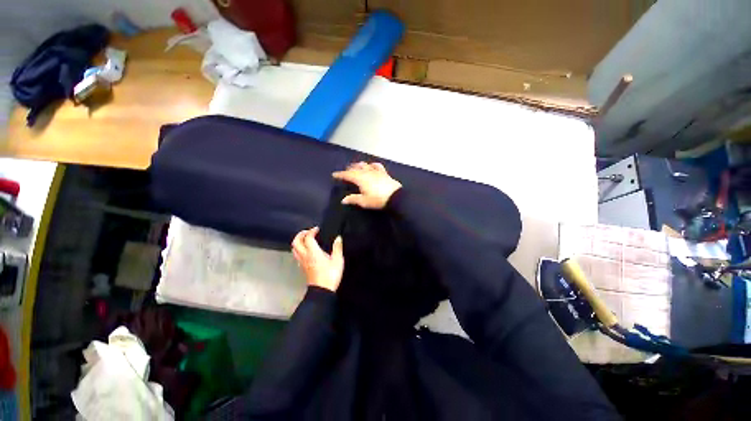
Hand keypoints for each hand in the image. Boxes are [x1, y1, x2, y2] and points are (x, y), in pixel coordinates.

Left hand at [292, 227, 343, 291]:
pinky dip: (299, 249)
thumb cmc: (330, 275)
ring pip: (294, 249)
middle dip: (300, 235)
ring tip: (306, 239)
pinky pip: (297, 255)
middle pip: (296, 242)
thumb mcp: (338, 260)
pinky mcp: (302, 268)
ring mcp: (302, 262)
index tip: (317, 229)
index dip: (311, 231)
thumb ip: (337, 247)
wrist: (322, 291)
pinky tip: (307, 251)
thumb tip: (338, 238)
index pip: (307, 238)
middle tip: (308, 232)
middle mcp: (305, 256)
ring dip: (298, 242)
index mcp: (313, 252)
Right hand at [332, 162, 401, 208]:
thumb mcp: (364, 201)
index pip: (348, 175)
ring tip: (356, 166)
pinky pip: (377, 166)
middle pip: (356, 168)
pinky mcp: (384, 173)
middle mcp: (367, 172)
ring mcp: (376, 171)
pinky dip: (372, 165)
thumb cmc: (378, 200)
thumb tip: (343, 200)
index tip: (334, 174)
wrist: (395, 197)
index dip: (340, 174)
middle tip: (345, 171)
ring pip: (365, 165)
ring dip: (359, 165)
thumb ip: (353, 199)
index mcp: (360, 179)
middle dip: (349, 169)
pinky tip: (371, 165)